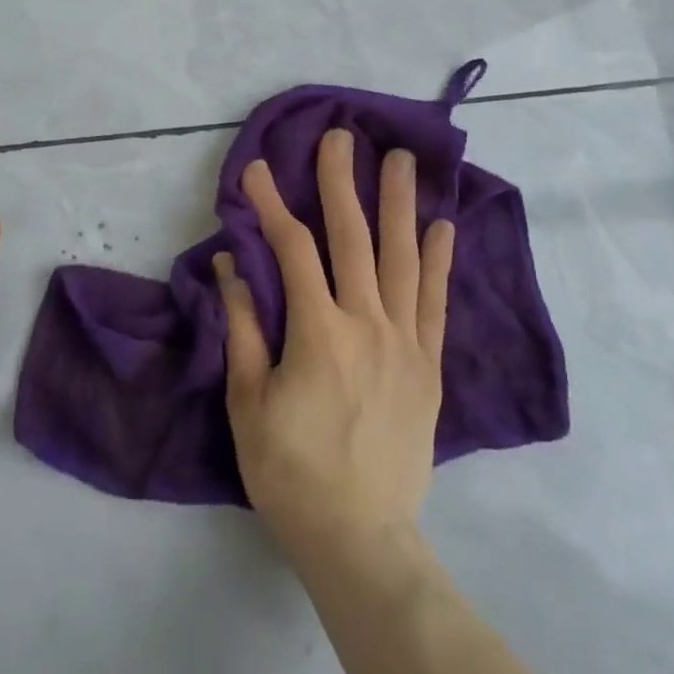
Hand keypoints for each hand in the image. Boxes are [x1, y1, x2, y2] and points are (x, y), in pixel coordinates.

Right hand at [215, 130, 454, 555]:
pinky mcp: (428, 366)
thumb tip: (232, 264)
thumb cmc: (290, 470)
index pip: (292, 250)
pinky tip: (441, 226)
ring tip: (401, 160)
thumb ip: (243, 326)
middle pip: (353, 238)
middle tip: (340, 136)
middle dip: (341, 182)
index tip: (255, 168)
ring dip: (399, 205)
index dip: (270, 204)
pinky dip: (437, 261)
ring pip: (402, 259)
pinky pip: (434, 302)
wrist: (360, 537)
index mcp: (318, 332)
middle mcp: (367, 324)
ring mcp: (405, 343)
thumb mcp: (248, 401)